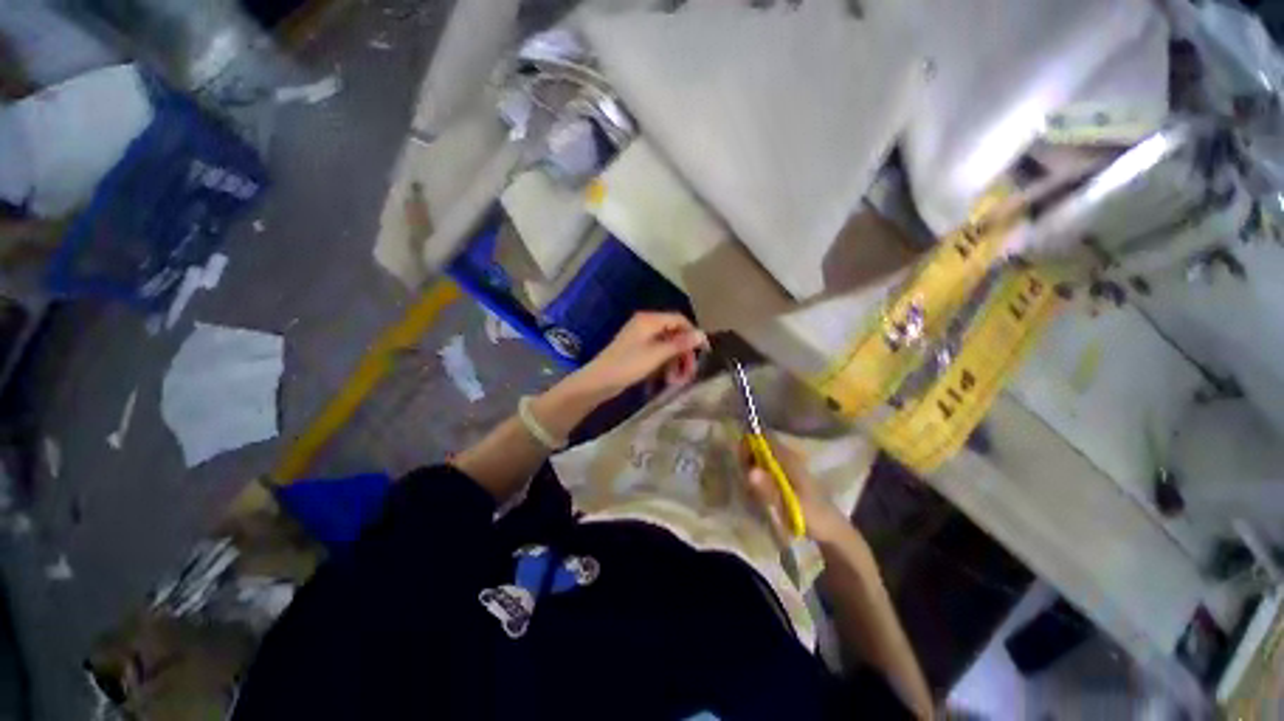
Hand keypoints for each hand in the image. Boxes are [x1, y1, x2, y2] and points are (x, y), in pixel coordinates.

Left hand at [570, 312, 708, 398]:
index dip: (693, 334)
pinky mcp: (637, 351)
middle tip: (689, 373)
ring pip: (666, 346)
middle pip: (674, 334)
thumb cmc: (628, 365)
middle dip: (684, 353)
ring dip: (675, 362)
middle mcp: (646, 325)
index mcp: (649, 320)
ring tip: (677, 381)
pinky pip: (657, 353)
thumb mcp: (657, 355)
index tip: (703, 352)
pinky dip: (665, 364)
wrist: (599, 381)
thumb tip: (702, 334)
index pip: (679, 320)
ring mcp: (640, 338)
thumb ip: (680, 344)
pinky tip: (667, 379)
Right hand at [739, 433, 848, 542]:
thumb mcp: (788, 505)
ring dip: (752, 469)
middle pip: (760, 447)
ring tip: (751, 489)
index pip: (763, 439)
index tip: (740, 462)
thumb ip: (769, 489)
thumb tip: (750, 472)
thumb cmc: (812, 516)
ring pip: (762, 457)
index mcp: (788, 458)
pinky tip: (759, 491)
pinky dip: (759, 476)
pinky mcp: (787, 475)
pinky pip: (766, 467)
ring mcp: (787, 465)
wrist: (832, 530)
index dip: (748, 445)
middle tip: (745, 480)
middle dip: (748, 459)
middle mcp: (787, 456)